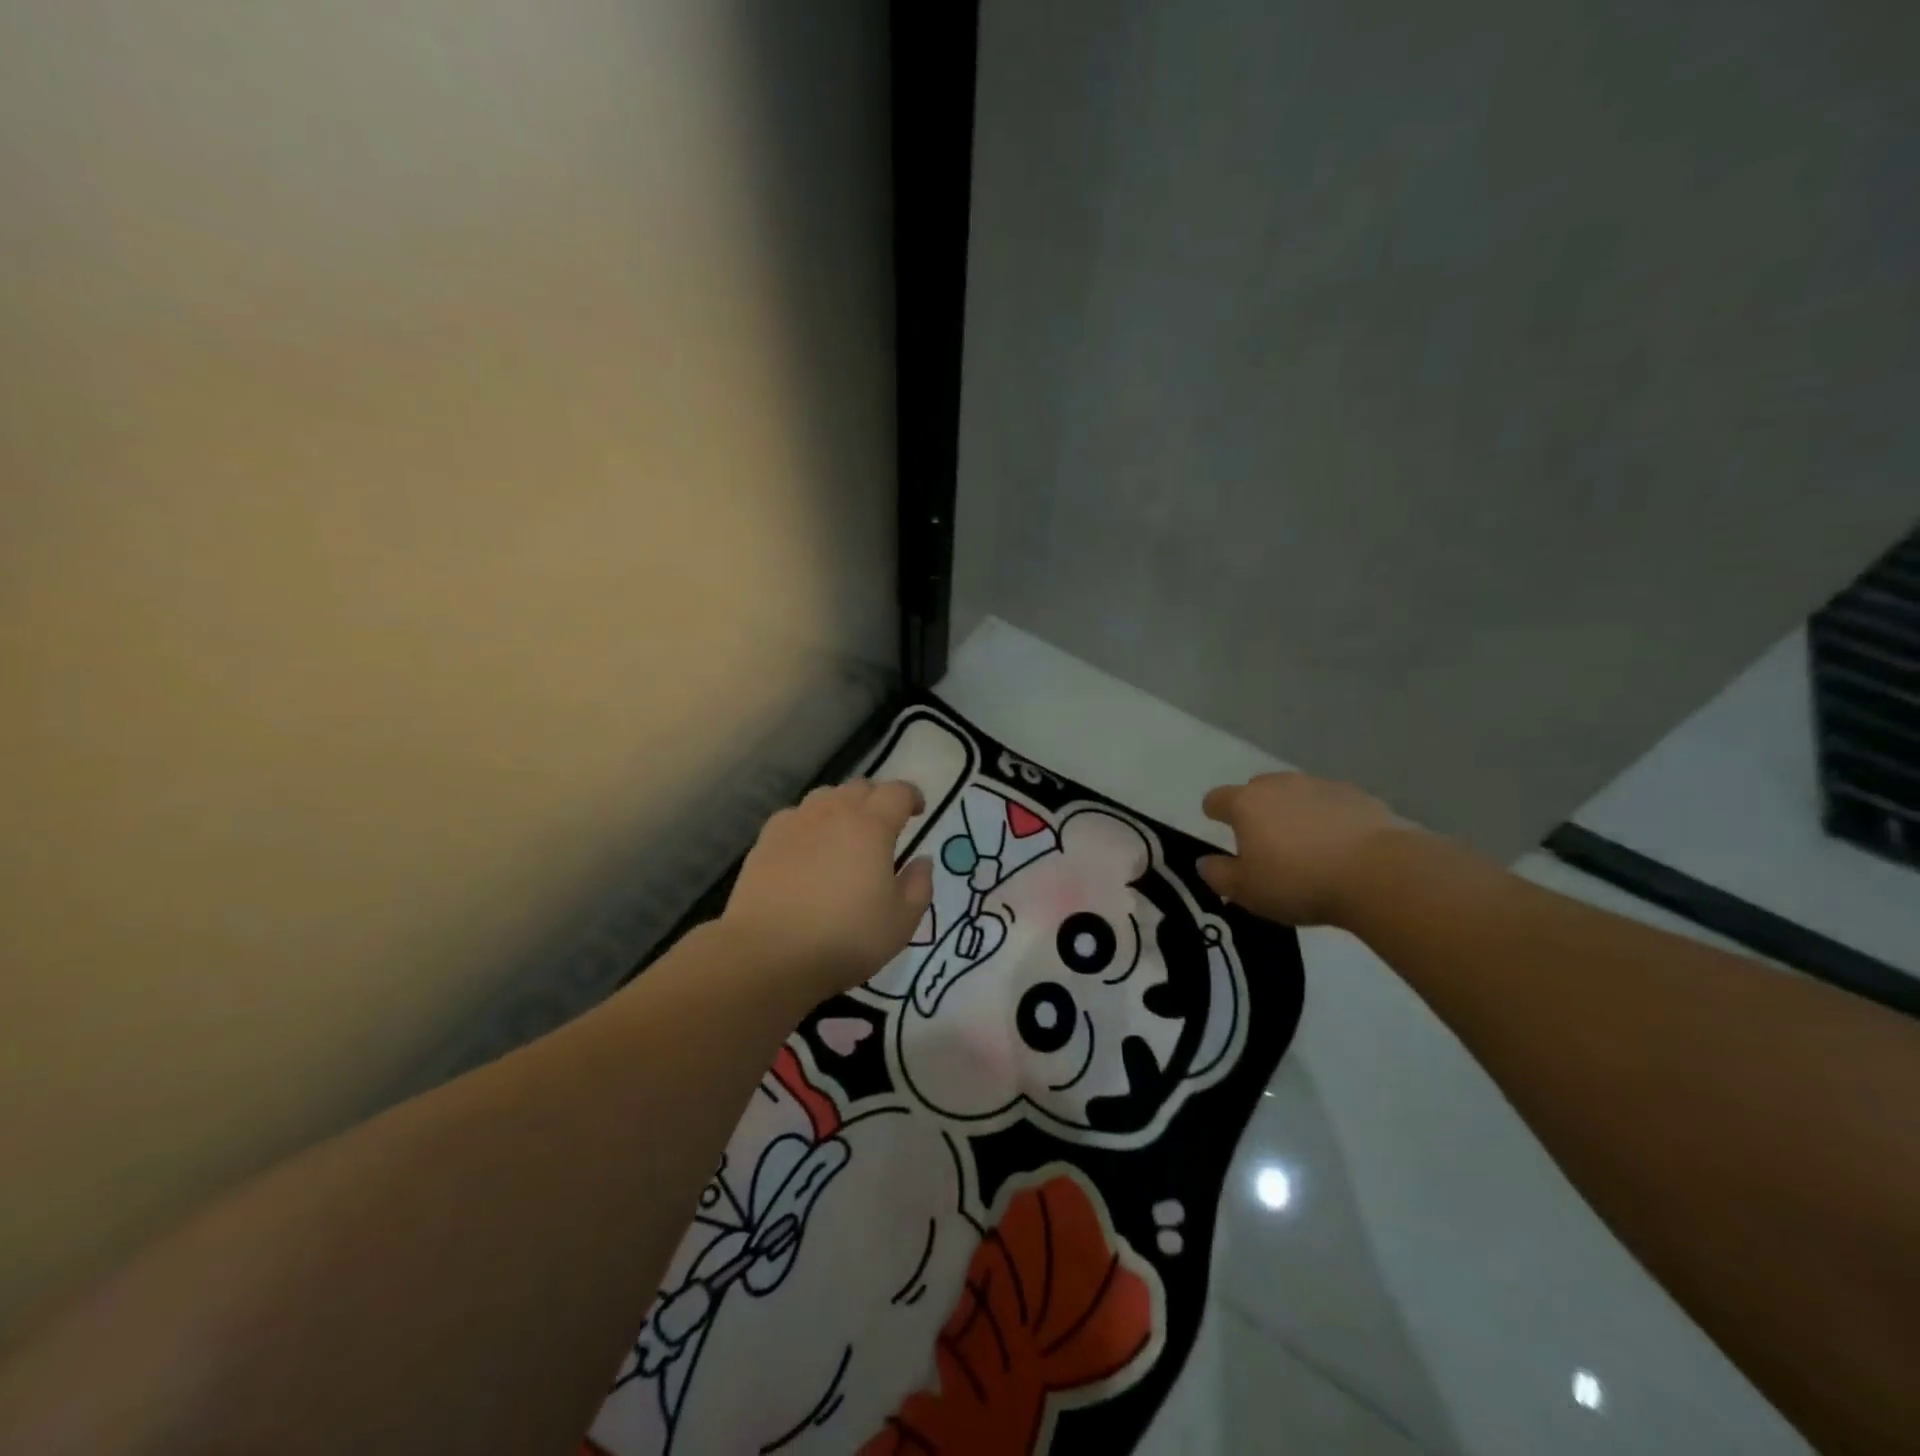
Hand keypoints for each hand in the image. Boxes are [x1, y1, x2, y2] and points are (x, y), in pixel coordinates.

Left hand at [721, 780, 934, 998]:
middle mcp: (833, 813)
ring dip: (843, 806)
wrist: (768, 955)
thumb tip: (922, 860)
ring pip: (825, 796)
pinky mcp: (766, 840)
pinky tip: (809, 846)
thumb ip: (919, 885)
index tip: (918, 811)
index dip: (911, 796)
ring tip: (846, 832)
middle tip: (885, 825)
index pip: (897, 792)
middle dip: (878, 799)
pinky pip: (795, 816)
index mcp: (871, 826)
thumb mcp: (901, 922)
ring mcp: (795, 823)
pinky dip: (810, 822)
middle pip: (860, 787)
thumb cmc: (845, 939)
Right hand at [1197, 772, 1409, 926]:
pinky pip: (1331, 804)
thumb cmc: (1299, 882)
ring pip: (1296, 794)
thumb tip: (1204, 863)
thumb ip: (1219, 875)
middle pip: (1257, 790)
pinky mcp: (1358, 796)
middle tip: (1265, 843)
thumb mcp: (1247, 891)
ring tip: (1306, 846)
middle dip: (1256, 810)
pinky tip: (1340, 847)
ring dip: (1293, 813)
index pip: (1216, 798)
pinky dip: (1328, 819)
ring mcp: (1320, 786)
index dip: (1214, 812)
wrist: (1379, 874)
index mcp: (1246, 803)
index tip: (1218, 826)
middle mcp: (1279, 785)